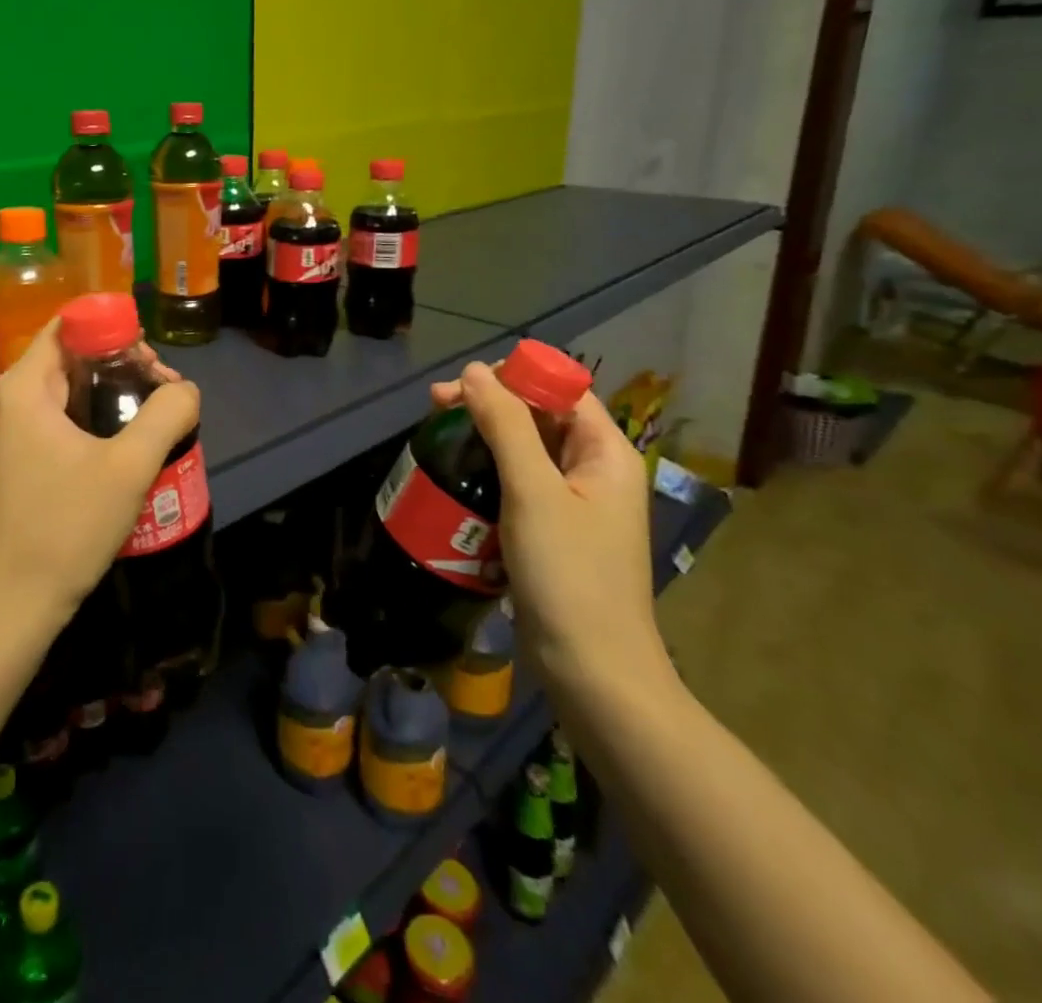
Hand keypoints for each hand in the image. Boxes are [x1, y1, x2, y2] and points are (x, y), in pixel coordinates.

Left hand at [0, 319, 200, 636]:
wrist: (14, 603)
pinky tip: (118, 443)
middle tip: (160, 391)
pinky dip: (86, 417)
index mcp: (22, 388)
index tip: (151, 361)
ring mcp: (1, 431)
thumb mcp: (129, 467)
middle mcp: (3, 400)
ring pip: (62, 389)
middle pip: (67, 357)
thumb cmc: (67, 527)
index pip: (68, 327)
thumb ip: (167, 414)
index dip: (113, 330)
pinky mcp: (8, 458)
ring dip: (106, 393)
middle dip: (117, 364)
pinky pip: (51, 417)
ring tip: (149, 417)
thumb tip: (185, 389)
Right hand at [429, 362, 668, 697]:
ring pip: (524, 450)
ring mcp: (573, 503)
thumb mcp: (532, 491)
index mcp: (605, 452)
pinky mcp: (551, 530)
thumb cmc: (569, 574)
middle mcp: (594, 470)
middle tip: (436, 408)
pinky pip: (517, 483)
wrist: (592, 671)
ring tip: (438, 439)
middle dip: (488, 405)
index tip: (460, 387)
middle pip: (539, 416)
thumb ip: (505, 426)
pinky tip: (456, 478)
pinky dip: (487, 472)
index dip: (512, 377)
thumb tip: (474, 371)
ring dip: (482, 438)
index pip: (561, 389)